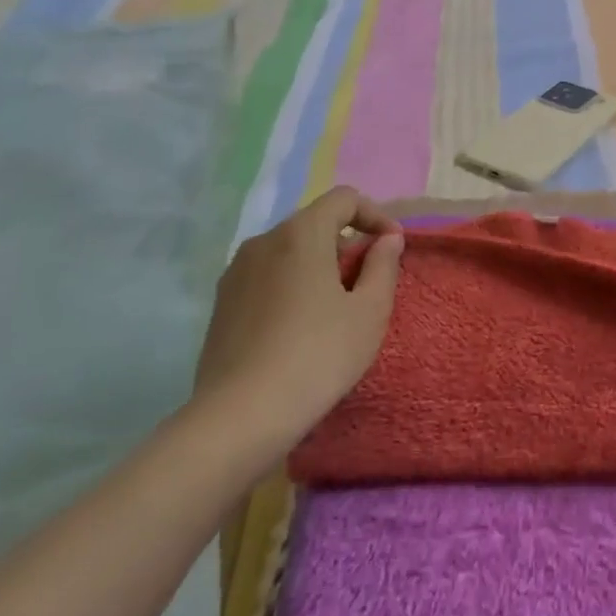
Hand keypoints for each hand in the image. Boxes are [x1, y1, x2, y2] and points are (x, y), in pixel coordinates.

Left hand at [191, 186, 403, 469]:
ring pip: (289, 251)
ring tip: (336, 307)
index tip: (393, 248)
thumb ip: (383, 266)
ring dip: (319, 265)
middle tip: (369, 281)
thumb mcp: (369, 312)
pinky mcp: (222, 304)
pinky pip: (267, 277)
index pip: (344, 199)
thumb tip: (387, 240)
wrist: (240, 416)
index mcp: (301, 234)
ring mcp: (236, 273)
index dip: (375, 215)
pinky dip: (292, 285)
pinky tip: (301, 327)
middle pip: (314, 223)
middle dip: (347, 242)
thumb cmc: (319, 356)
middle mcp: (263, 242)